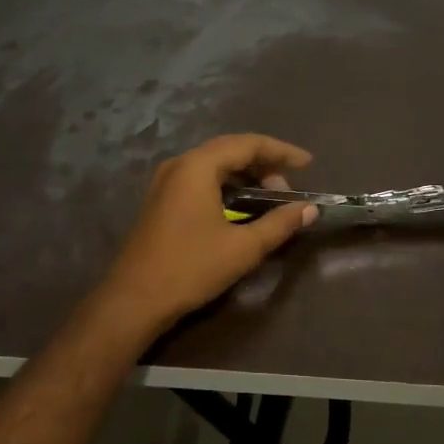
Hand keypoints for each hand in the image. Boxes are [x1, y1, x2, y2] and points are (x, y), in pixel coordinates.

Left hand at [98, 134, 317, 333]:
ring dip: (245, 176)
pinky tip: (240, 207)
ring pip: (214, 165)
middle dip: (264, 165)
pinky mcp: (161, 200)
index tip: (308, 164)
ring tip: (269, 200)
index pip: (248, 144)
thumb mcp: (243, 248)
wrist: (135, 299)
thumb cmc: (191, 268)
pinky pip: (200, 180)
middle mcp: (179, 165)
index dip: (281, 152)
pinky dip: (226, 186)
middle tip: (288, 190)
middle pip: (230, 150)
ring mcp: (165, 182)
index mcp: (197, 166)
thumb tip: (309, 209)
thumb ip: (279, 224)